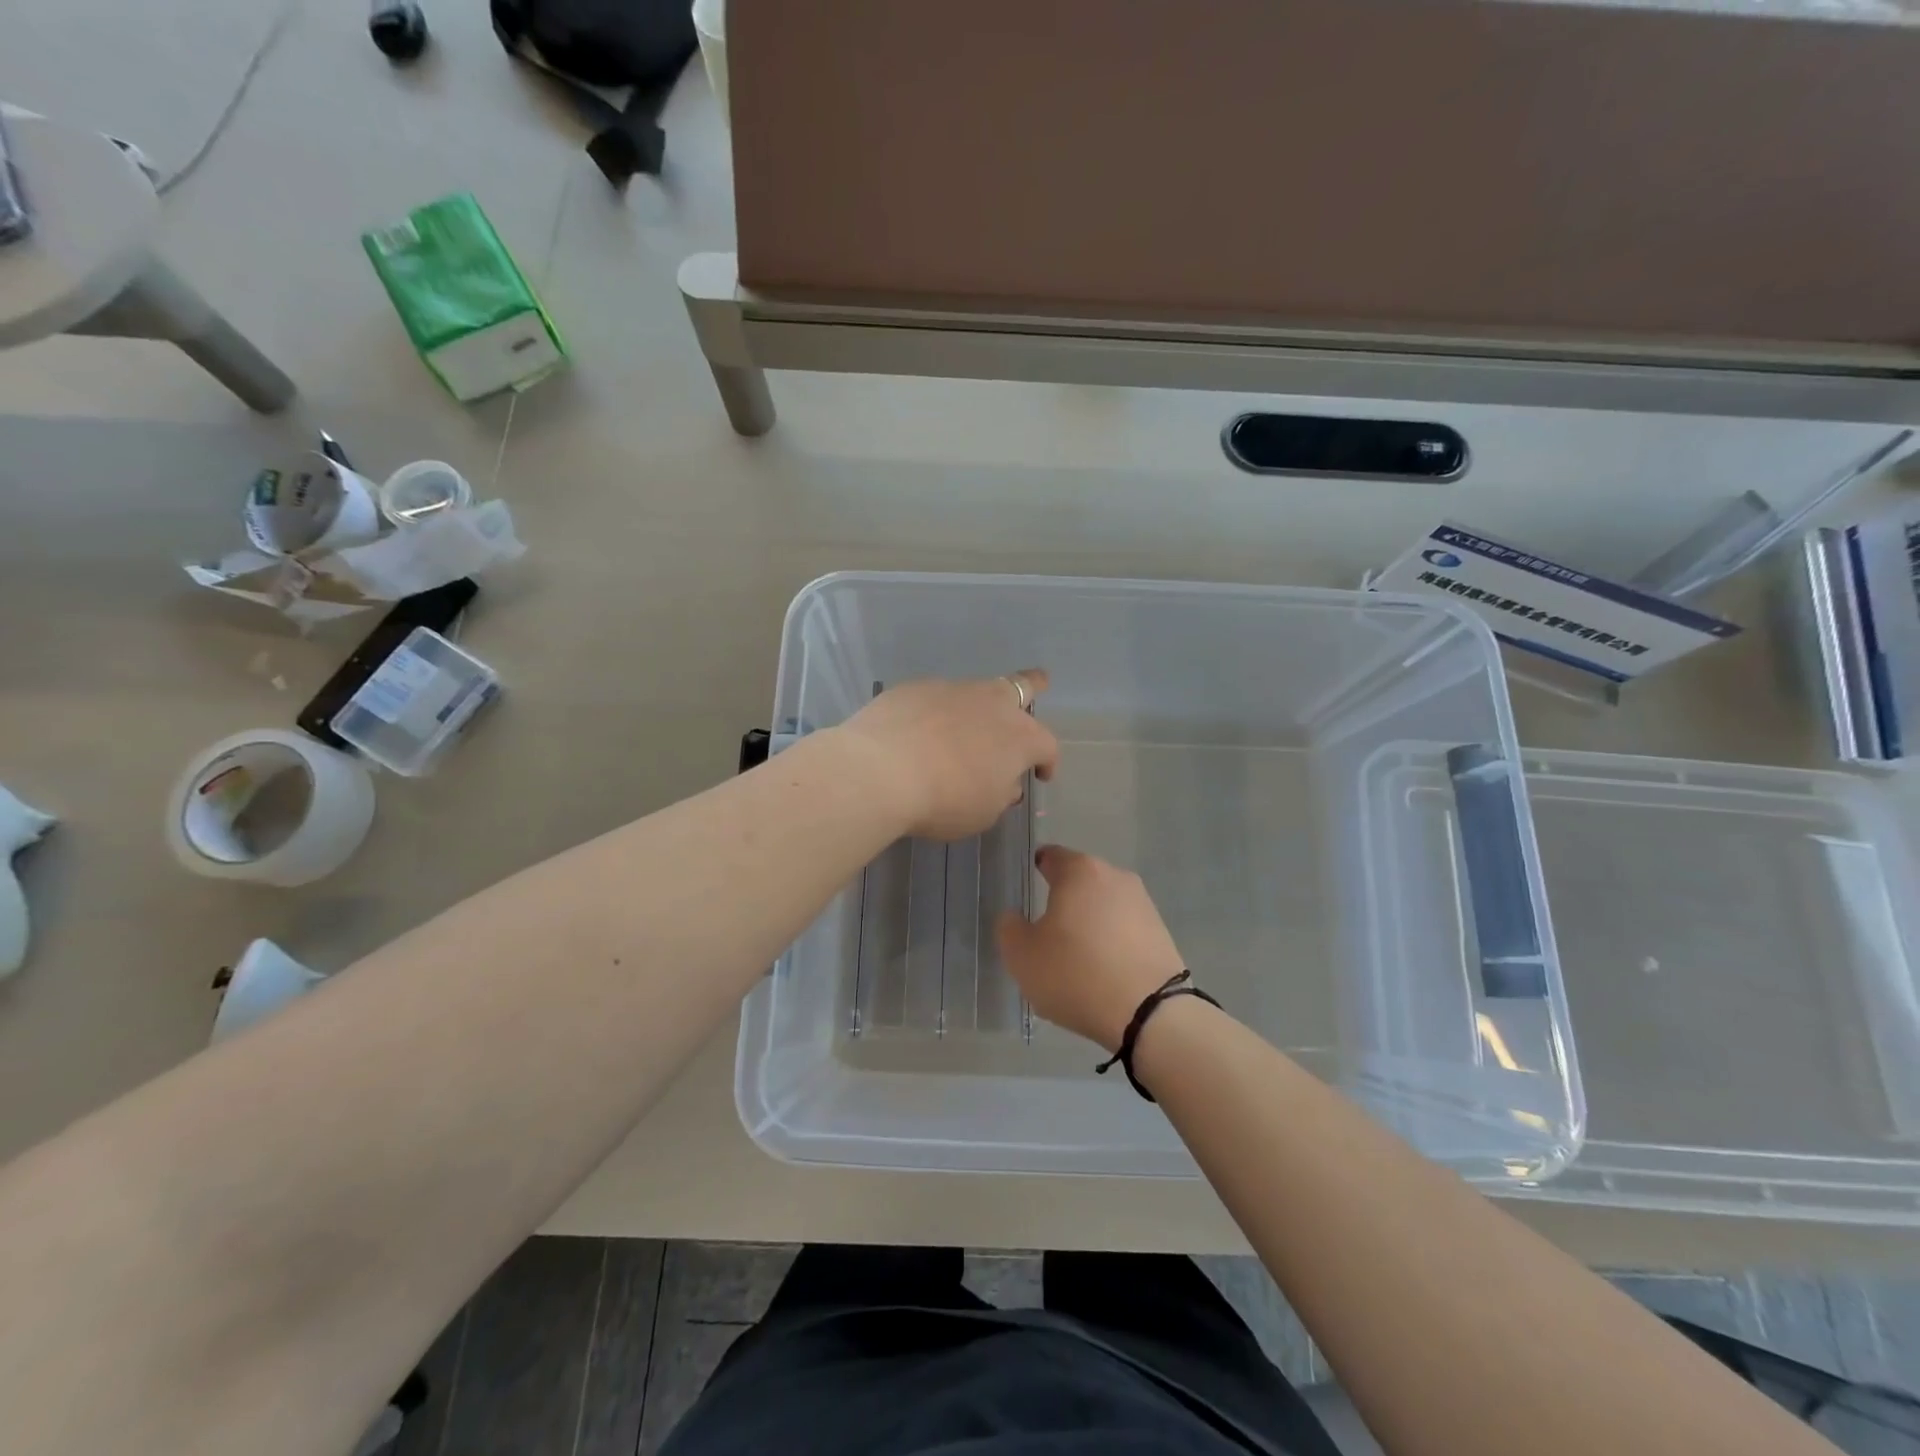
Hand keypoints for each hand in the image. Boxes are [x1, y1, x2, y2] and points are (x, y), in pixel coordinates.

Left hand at [837, 671, 1059, 840]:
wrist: (881, 770)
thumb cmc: (944, 800)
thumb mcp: (983, 812)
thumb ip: (1000, 794)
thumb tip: (1004, 782)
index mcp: (1020, 737)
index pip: (1046, 745)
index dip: (1048, 761)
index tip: (1041, 775)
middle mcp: (992, 703)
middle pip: (1022, 686)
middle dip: (1033, 686)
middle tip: (1040, 682)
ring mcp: (952, 690)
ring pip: (974, 691)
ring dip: (975, 707)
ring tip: (962, 726)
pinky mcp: (915, 687)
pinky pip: (933, 698)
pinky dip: (934, 713)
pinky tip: (918, 732)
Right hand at [996, 846, 1185, 1051]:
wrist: (1150, 1015)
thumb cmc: (1076, 974)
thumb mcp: (1022, 955)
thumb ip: (1009, 927)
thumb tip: (1015, 916)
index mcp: (1079, 871)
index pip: (1050, 856)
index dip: (1034, 870)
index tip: (1024, 891)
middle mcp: (1115, 876)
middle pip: (1079, 881)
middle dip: (1062, 900)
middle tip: (1046, 932)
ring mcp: (1143, 903)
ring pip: (1103, 906)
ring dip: (1088, 923)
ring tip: (1075, 958)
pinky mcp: (1161, 932)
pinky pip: (1124, 929)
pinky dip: (1110, 942)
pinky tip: (1101, 971)